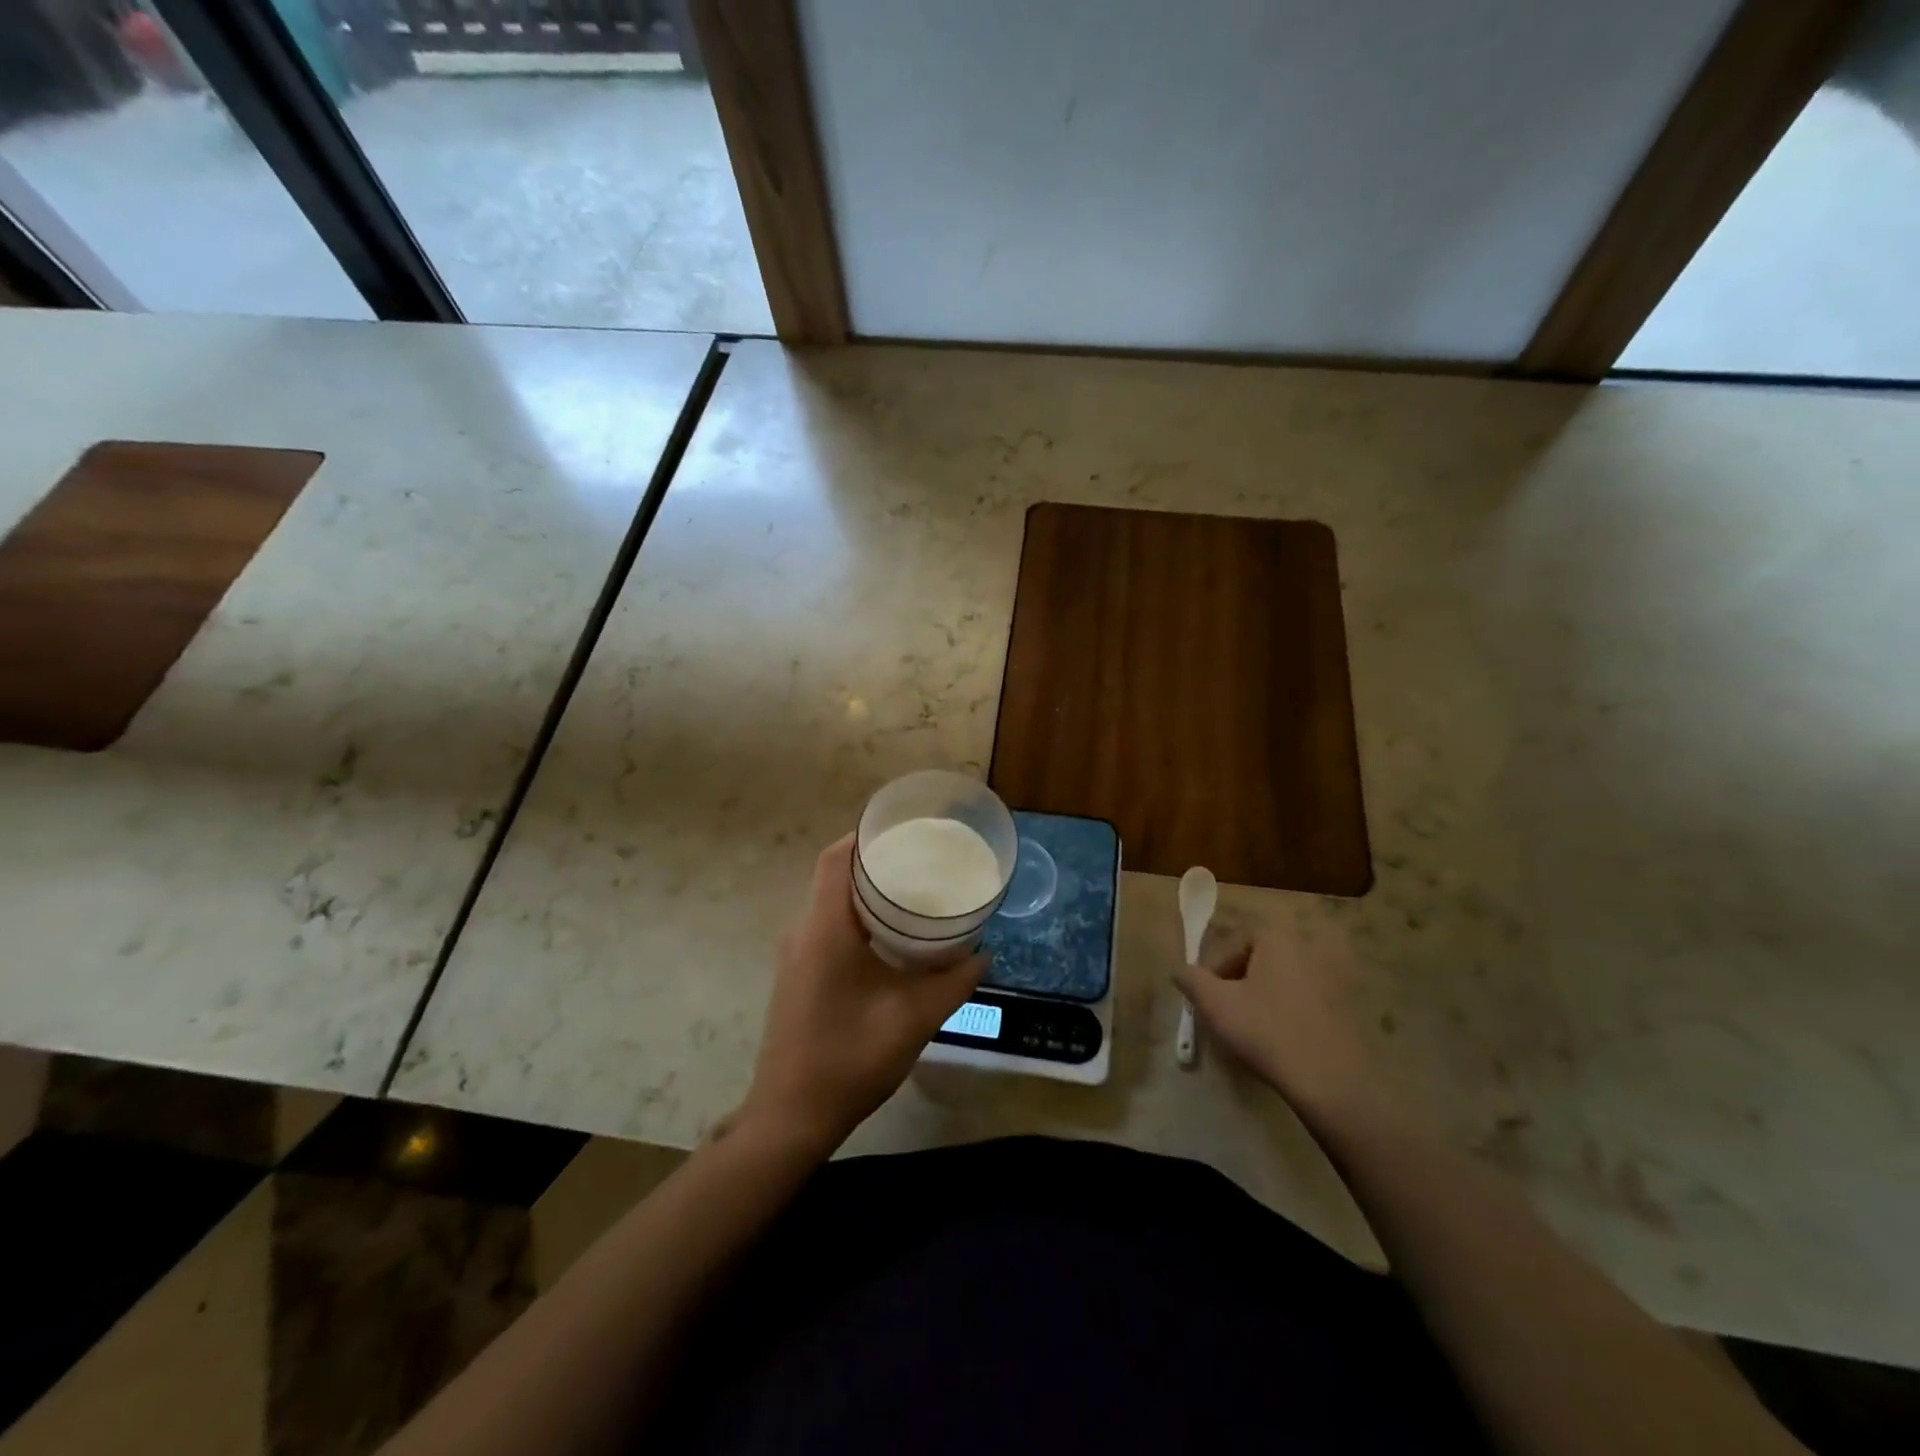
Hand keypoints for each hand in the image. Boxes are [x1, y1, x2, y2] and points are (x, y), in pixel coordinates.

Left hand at [739, 835, 984, 1154]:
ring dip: (865, 892)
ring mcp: (795, 955)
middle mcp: (803, 932)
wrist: (790, 1117)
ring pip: (830, 903)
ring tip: (912, 892)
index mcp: (825, 930)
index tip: (904, 830)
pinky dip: (856, 918)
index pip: (835, 860)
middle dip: (874, 862)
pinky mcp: (797, 975)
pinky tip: (890, 937)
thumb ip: (952, 983)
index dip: (865, 837)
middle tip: (921, 860)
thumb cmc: (849, 1060)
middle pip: (834, 876)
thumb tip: (983, 954)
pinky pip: (826, 927)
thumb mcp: (913, 1020)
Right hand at [1174, 910, 1378, 1123]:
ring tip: (1248, 1027)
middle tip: (1224, 1010)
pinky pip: (1303, 999)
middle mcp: (1307, 947)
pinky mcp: (1346, 1006)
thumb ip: (1191, 980)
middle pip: (1258, 958)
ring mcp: (1331, 976)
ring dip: (1260, 996)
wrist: (1331, 1082)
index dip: (1214, 968)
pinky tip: (1278, 1039)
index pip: (1233, 941)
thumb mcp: (1215, 1004)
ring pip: (1280, 979)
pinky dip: (1286, 1011)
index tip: (1207, 996)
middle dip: (1237, 980)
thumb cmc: (1266, 1031)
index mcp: (1276, 938)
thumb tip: (1179, 970)